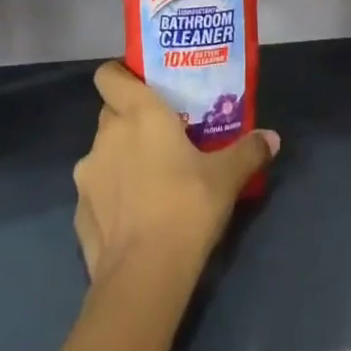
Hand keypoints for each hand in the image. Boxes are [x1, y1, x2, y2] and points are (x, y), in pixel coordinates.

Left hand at [72, 62, 278, 287]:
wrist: (143, 276)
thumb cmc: (186, 207)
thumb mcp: (226, 178)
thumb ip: (248, 152)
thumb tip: (271, 138)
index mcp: (138, 113)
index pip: (109, 74)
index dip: (120, 75)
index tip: (143, 86)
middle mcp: (107, 134)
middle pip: (111, 112)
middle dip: (130, 120)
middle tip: (159, 136)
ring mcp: (88, 173)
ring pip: (103, 152)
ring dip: (120, 159)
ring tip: (148, 181)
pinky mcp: (79, 211)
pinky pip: (96, 191)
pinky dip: (110, 197)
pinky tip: (133, 218)